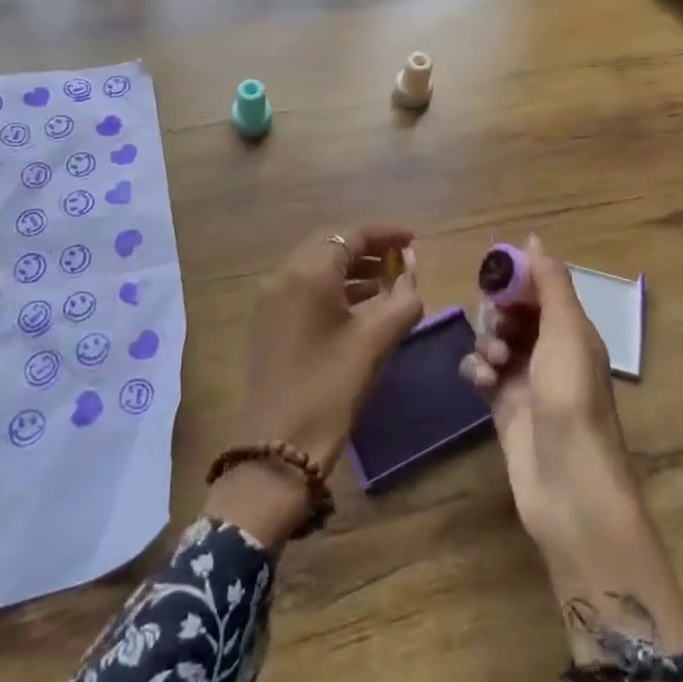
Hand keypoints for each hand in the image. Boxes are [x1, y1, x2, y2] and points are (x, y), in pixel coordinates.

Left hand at [204, 225, 422, 545]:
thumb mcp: (376, 341)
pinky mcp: (267, 320)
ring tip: (387, 282)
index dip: (386, 233)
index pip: (351, 234)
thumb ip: (403, 298)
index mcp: (308, 272)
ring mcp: (271, 298)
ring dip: (351, 268)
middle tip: (401, 260)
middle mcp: (284, 275)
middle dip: (368, 248)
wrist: (277, 448)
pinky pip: (304, 287)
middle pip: (330, 244)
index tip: (414, 240)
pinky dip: (333, 287)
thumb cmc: (331, 388)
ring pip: (316, 266)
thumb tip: (412, 271)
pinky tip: (359, 306)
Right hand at [464, 238, 682, 681]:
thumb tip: (533, 238)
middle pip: (514, 313)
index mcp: (572, 330)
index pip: (540, 288)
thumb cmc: (571, 398)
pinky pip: (481, 374)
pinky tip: (480, 384)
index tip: (493, 275)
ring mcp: (526, 381)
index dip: (517, 278)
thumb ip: (550, 283)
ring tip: (493, 365)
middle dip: (498, 313)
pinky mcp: (503, 407)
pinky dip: (477, 372)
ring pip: (494, 341)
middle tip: (497, 325)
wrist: (568, 484)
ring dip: (487, 344)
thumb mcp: (566, 332)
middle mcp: (550, 351)